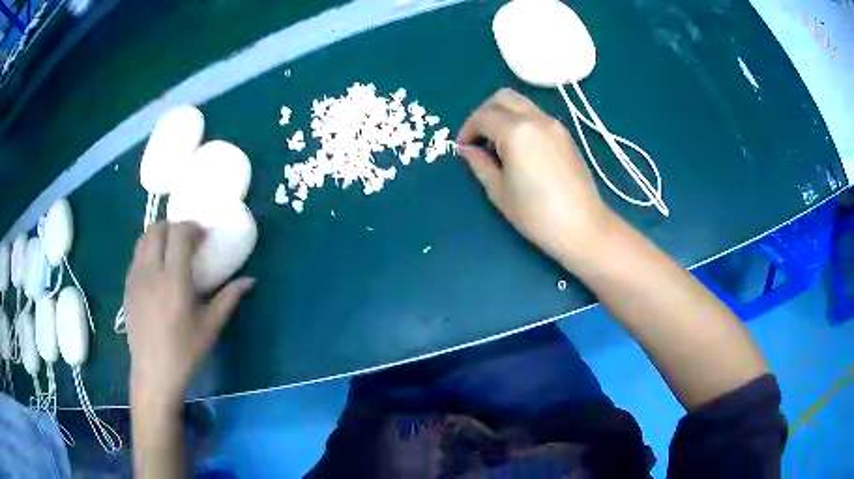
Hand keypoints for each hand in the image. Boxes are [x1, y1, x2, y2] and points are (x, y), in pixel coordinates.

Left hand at [125, 221, 253, 410]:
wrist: (153, 373)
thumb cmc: (185, 352)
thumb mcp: (210, 327)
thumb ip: (229, 298)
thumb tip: (250, 281)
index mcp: (173, 280)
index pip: (179, 234)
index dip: (192, 227)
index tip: (204, 237)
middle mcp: (151, 272)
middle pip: (157, 228)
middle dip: (173, 226)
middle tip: (187, 240)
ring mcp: (135, 278)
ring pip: (143, 239)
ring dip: (159, 236)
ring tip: (171, 252)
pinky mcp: (127, 286)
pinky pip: (137, 256)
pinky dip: (149, 251)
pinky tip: (158, 272)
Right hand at [457, 88, 613, 267]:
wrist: (583, 226)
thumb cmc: (536, 214)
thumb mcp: (499, 191)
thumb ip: (480, 163)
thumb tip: (467, 149)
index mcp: (516, 131)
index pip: (483, 116)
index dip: (467, 129)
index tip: (462, 148)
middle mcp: (536, 118)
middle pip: (503, 97)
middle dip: (484, 112)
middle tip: (477, 137)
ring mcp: (554, 124)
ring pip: (521, 103)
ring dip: (503, 114)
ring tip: (497, 143)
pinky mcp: (565, 134)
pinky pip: (536, 115)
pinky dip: (520, 121)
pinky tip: (518, 147)